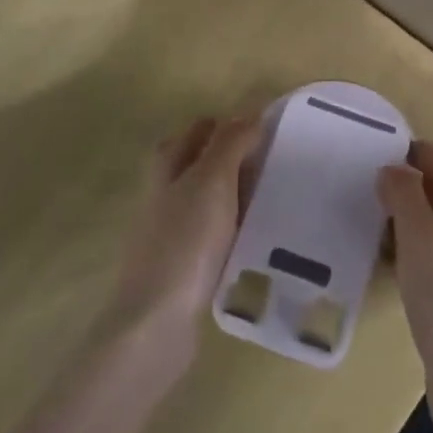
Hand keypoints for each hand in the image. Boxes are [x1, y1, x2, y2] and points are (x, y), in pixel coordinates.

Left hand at [103, 114, 261, 381]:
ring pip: (209, 198)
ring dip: (238, 193)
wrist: (156, 322)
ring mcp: (172, 231)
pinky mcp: (183, 265)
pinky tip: (259, 237)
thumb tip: (250, 111)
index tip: (268, 127)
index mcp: (168, 167)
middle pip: (201, 162)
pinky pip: (214, 233)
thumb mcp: (211, 181)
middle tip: (276, 160)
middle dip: (235, 156)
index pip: (199, 129)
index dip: (230, 123)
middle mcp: (165, 194)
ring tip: (276, 196)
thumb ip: (230, 143)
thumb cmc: (185, 242)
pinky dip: (235, 227)